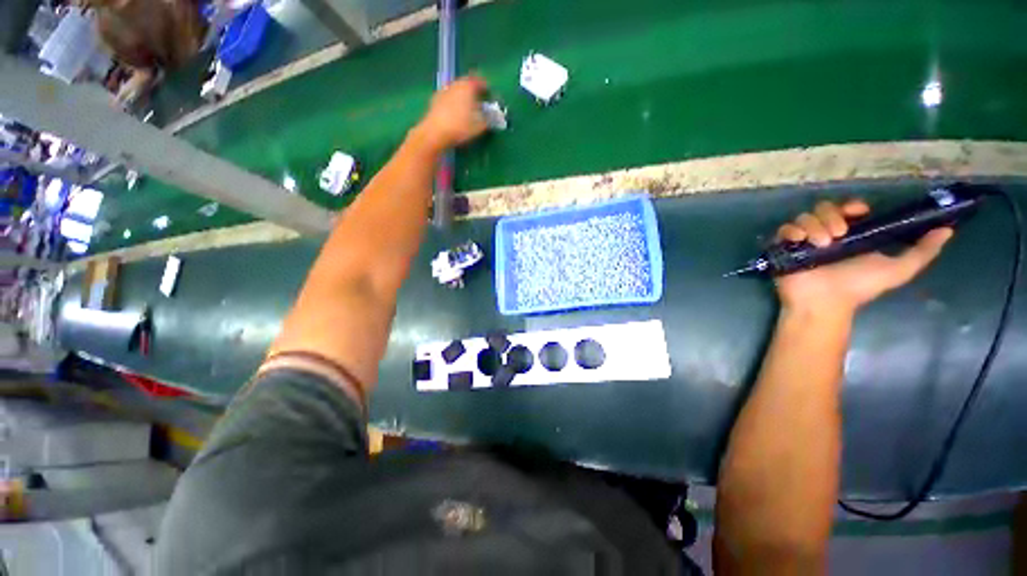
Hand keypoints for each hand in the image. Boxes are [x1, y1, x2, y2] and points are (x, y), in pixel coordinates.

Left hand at [412, 75, 488, 153]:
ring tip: (468, 108)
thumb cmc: (461, 127)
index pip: (479, 81)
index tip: (490, 94)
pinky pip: (448, 98)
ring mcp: (443, 91)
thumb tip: (493, 117)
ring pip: (456, 90)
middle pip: (466, 83)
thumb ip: (488, 119)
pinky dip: (454, 102)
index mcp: (467, 86)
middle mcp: (455, 84)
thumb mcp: (480, 126)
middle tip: (479, 100)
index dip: (486, 87)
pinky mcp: (435, 100)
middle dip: (473, 91)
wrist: (435, 133)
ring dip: (463, 96)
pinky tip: (456, 113)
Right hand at [774, 200, 952, 315]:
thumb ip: (922, 252)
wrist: (825, 304)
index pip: (848, 207)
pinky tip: (800, 242)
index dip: (852, 205)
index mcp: (851, 234)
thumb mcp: (898, 270)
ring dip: (814, 226)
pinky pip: (785, 229)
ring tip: (821, 245)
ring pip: (805, 217)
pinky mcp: (784, 247)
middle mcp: (827, 233)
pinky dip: (791, 232)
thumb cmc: (859, 288)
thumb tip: (948, 230)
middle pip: (824, 208)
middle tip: (838, 235)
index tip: (857, 212)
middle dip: (831, 216)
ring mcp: (804, 240)